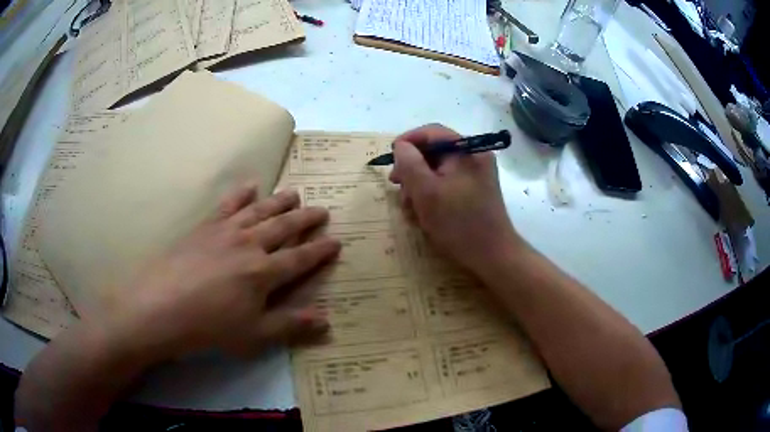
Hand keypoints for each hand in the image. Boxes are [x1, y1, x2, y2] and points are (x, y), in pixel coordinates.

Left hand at [97, 181, 340, 362]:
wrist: (162, 306)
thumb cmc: (210, 326)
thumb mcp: (254, 334)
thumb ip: (291, 324)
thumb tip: (327, 320)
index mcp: (264, 272)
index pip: (301, 258)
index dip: (320, 250)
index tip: (336, 240)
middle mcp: (250, 244)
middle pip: (284, 227)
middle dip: (306, 219)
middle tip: (322, 210)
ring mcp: (227, 231)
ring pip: (261, 210)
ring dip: (280, 201)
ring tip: (294, 192)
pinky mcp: (206, 226)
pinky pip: (228, 204)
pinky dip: (241, 193)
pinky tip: (250, 185)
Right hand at [389, 124, 521, 272]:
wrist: (492, 255)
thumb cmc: (458, 223)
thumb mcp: (426, 192)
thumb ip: (409, 163)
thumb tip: (401, 146)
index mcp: (466, 150)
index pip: (431, 132)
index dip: (407, 141)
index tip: (390, 158)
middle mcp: (474, 156)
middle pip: (435, 150)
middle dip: (413, 167)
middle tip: (397, 186)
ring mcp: (477, 173)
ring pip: (439, 168)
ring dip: (420, 183)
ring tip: (410, 205)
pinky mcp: (476, 189)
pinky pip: (448, 182)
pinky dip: (433, 192)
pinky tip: (425, 211)